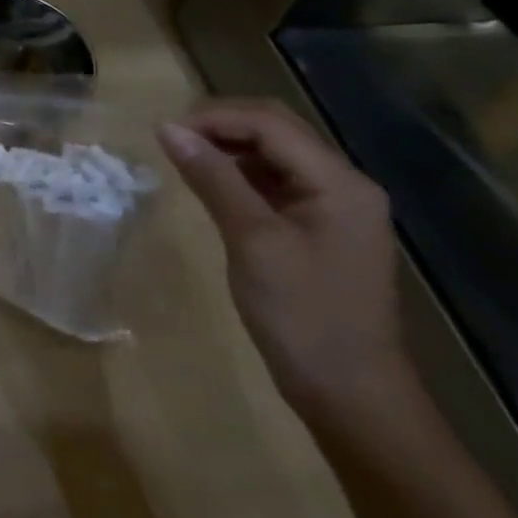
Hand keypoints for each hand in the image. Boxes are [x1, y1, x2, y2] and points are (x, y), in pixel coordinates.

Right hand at [158, 100, 413, 428]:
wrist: (353, 399)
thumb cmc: (304, 316)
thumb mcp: (252, 241)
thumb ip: (213, 178)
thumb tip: (167, 129)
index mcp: (339, 182)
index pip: (270, 123)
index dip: (214, 118)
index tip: (164, 133)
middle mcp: (343, 184)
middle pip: (276, 130)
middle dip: (221, 126)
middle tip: (171, 139)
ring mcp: (334, 208)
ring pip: (274, 155)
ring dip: (228, 148)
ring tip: (183, 159)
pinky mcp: (319, 230)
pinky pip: (275, 183)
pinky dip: (239, 175)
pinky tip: (210, 186)